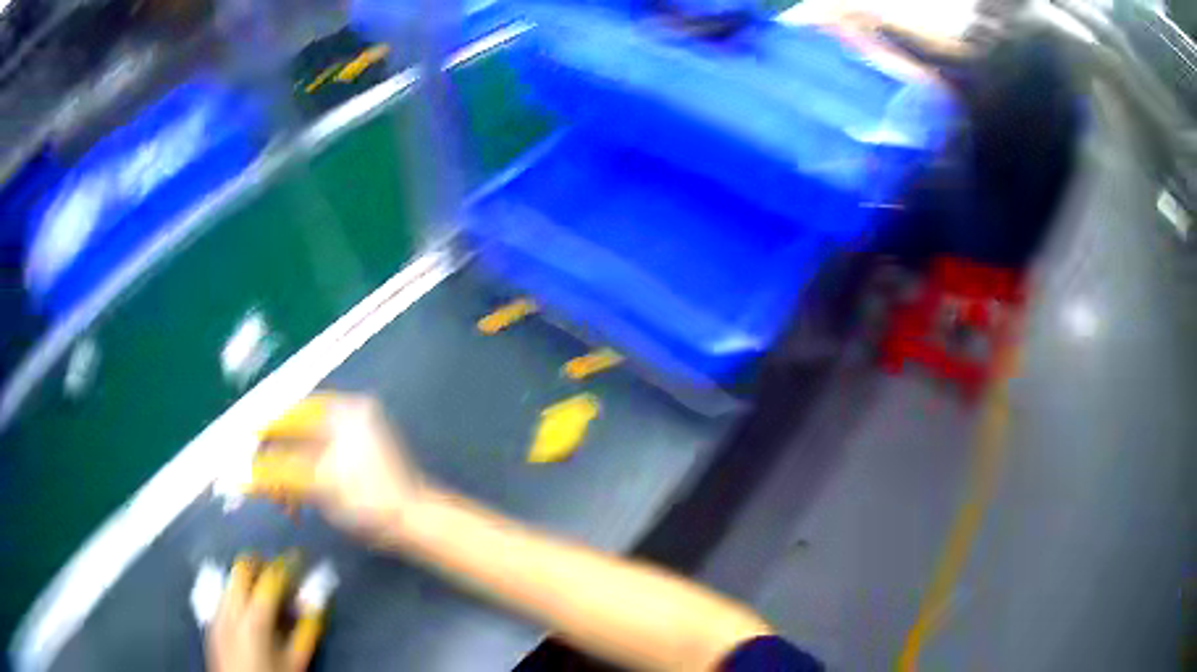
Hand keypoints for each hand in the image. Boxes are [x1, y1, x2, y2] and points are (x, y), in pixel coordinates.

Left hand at [207, 556, 320, 671]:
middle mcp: (230, 608)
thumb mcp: (295, 661)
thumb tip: (316, 605)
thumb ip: (306, 631)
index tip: (299, 556)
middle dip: (262, 563)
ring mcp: (217, 613)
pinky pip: (224, 595)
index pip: (271, 577)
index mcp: (254, 618)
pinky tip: (250, 609)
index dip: (287, 563)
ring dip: (249, 578)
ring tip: (266, 590)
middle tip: (280, 570)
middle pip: (242, 567)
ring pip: (231, 579)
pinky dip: (238, 593)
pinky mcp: (211, 621)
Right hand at [252, 393, 426, 546]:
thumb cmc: (367, 499)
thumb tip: (245, 474)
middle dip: (277, 464)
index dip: (267, 430)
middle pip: (297, 435)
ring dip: (289, 479)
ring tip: (284, 506)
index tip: (245, 444)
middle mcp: (349, 418)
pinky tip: (296, 505)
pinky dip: (304, 483)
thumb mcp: (317, 483)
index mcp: (343, 412)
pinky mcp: (356, 462)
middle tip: (264, 487)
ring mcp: (354, 440)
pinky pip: (318, 465)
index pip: (292, 413)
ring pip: (306, 453)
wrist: (413, 523)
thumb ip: (278, 474)